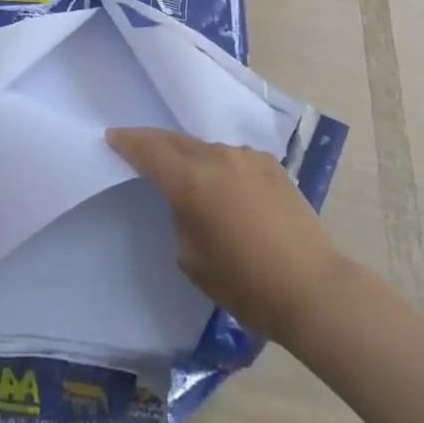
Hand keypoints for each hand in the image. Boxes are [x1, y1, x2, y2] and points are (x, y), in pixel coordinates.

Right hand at [107, 127, 344, 341]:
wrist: (311, 286)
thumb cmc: (244, 283)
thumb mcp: (191, 257)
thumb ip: (180, 215)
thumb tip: (188, 199)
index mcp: (192, 181)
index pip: (150, 151)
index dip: (128, 142)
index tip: (112, 136)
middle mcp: (217, 157)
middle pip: (176, 141)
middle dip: (153, 142)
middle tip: (136, 146)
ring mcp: (247, 157)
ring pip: (206, 149)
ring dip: (191, 157)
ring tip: (187, 175)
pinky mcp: (270, 164)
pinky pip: (233, 158)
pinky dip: (220, 167)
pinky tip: (226, 189)